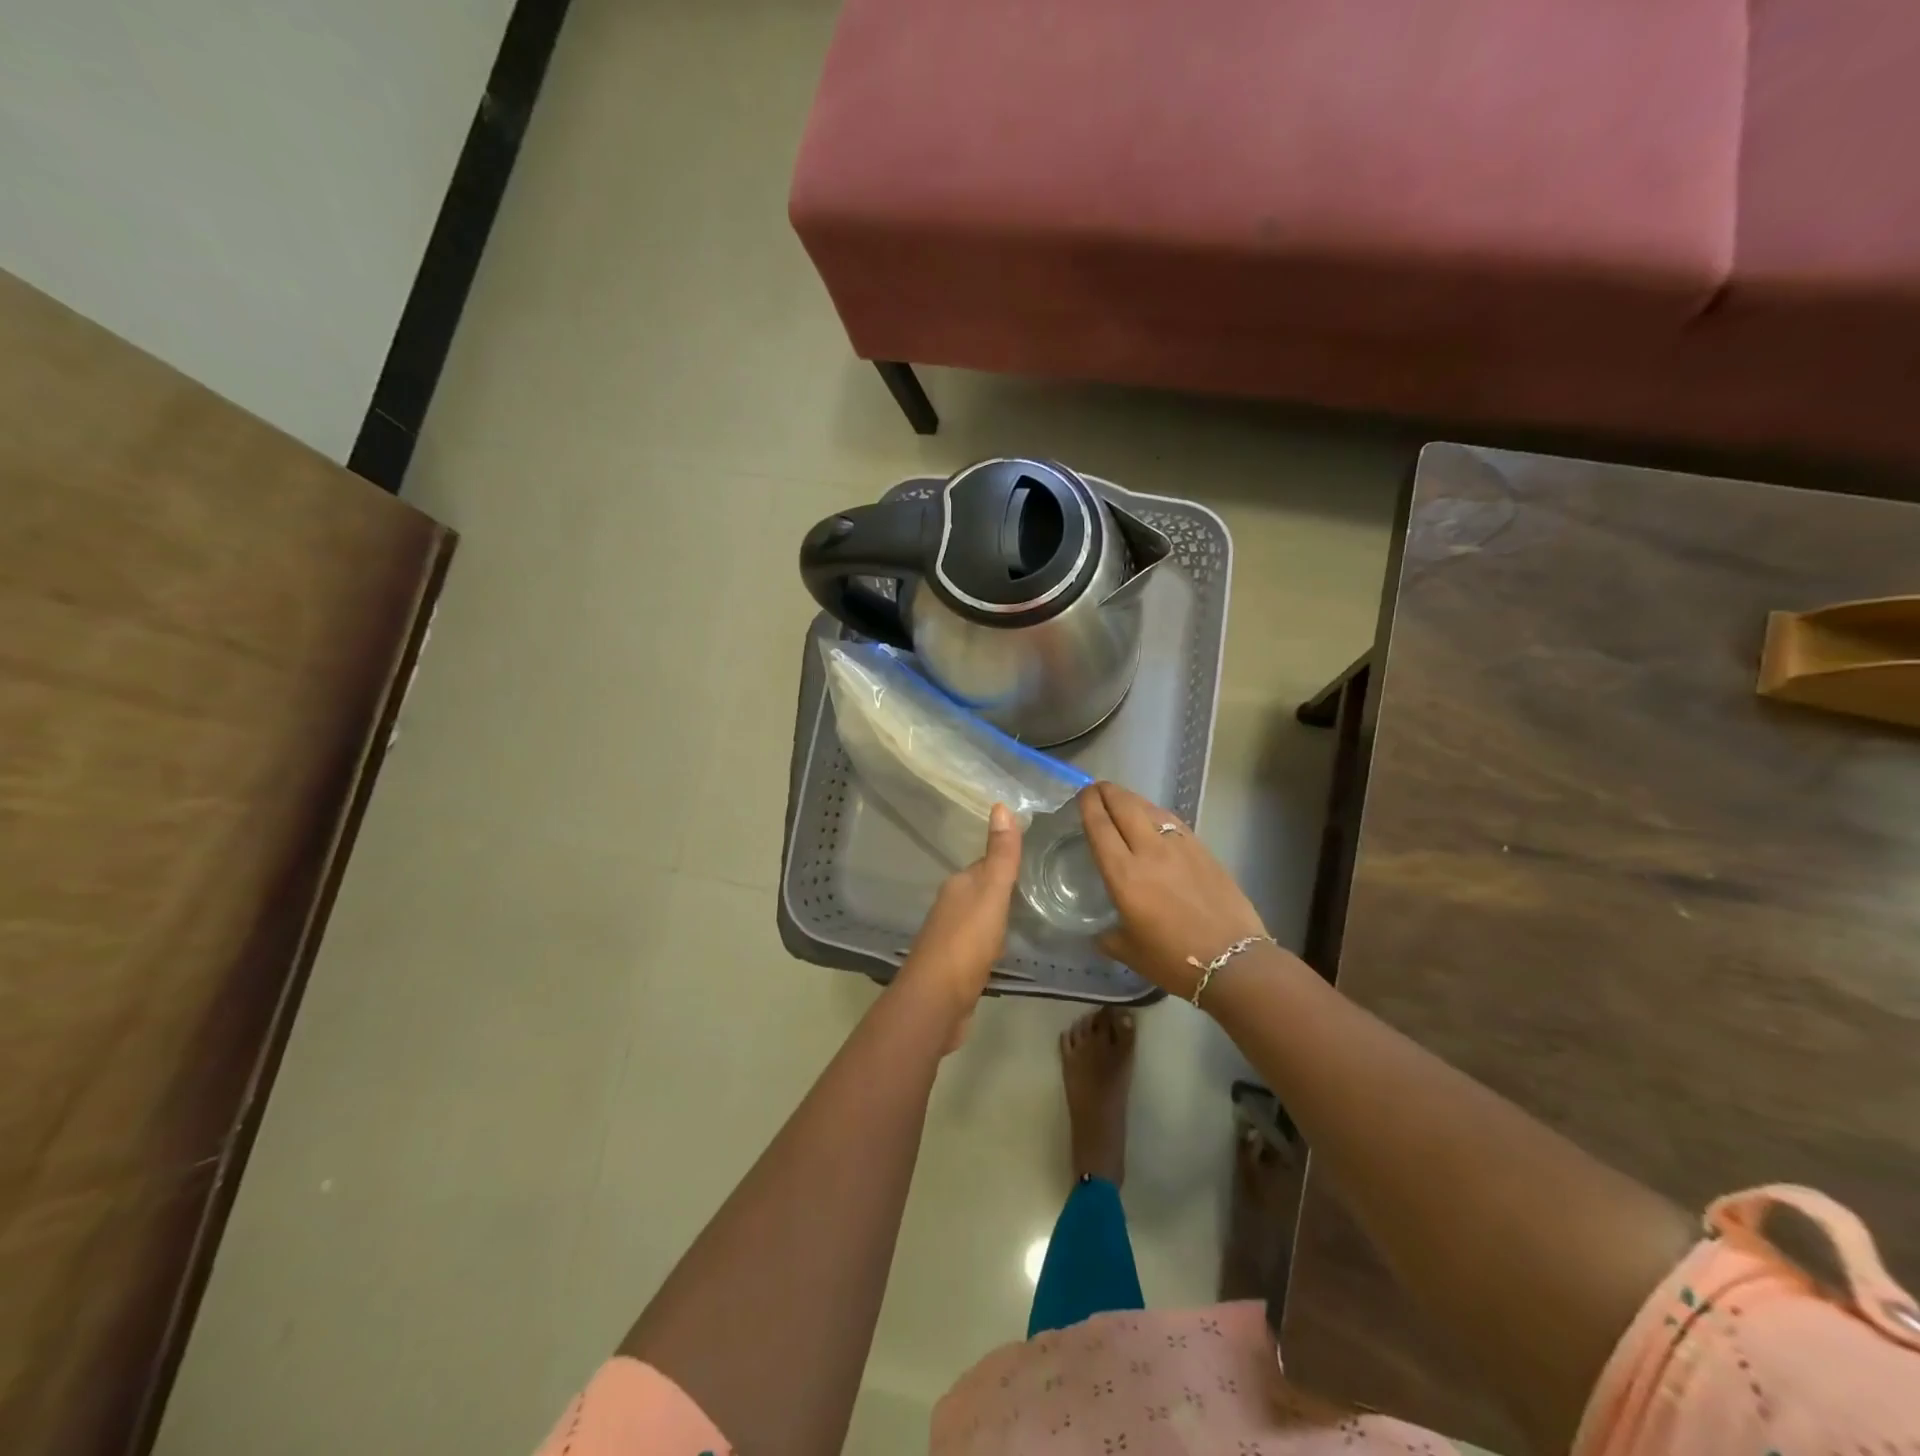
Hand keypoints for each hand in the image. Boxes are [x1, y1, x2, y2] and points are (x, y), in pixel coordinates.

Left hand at [897, 802, 1021, 1026]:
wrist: (936, 1001)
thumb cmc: (966, 942)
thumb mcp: (991, 894)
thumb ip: (1000, 855)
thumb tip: (1001, 805)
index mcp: (959, 886)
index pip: (987, 865)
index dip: (1007, 861)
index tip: (1035, 858)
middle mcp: (951, 906)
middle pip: (982, 890)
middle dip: (1004, 889)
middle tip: (1038, 887)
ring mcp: (950, 938)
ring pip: (980, 918)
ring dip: (998, 917)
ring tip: (1027, 917)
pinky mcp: (955, 967)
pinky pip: (979, 945)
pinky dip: (992, 943)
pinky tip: (1005, 951)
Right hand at [1079, 782, 1268, 999]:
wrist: (1234, 961)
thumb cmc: (1174, 960)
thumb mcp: (1129, 952)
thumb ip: (1109, 936)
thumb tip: (1100, 933)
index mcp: (1124, 874)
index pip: (1100, 825)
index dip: (1087, 804)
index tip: (1080, 795)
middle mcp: (1149, 851)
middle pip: (1124, 805)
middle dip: (1107, 792)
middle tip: (1096, 790)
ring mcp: (1179, 846)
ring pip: (1150, 808)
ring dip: (1132, 799)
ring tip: (1123, 800)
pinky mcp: (1203, 850)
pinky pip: (1173, 822)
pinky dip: (1157, 814)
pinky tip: (1156, 820)